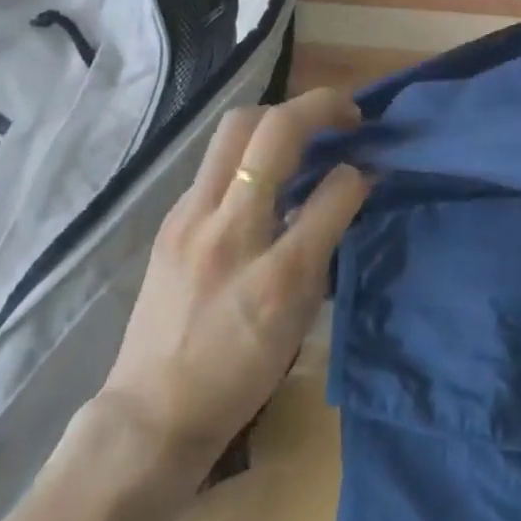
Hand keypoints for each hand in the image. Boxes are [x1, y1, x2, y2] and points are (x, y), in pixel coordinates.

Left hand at [91, 88, 367, 489]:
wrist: (151, 414)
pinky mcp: (171, 219)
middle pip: (268, 128)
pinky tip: (264, 177)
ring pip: (235, 129)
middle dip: (315, 106)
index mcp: (273, 271)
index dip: (358, 170)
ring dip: (279, 118)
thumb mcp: (300, 312)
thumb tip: (353, 182)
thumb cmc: (239, 372)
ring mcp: (189, 218)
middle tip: (344, 118)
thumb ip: (327, 239)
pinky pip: (216, 161)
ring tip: (306, 134)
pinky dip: (250, 151)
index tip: (369, 164)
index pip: (331, 190)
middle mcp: (226, 230)